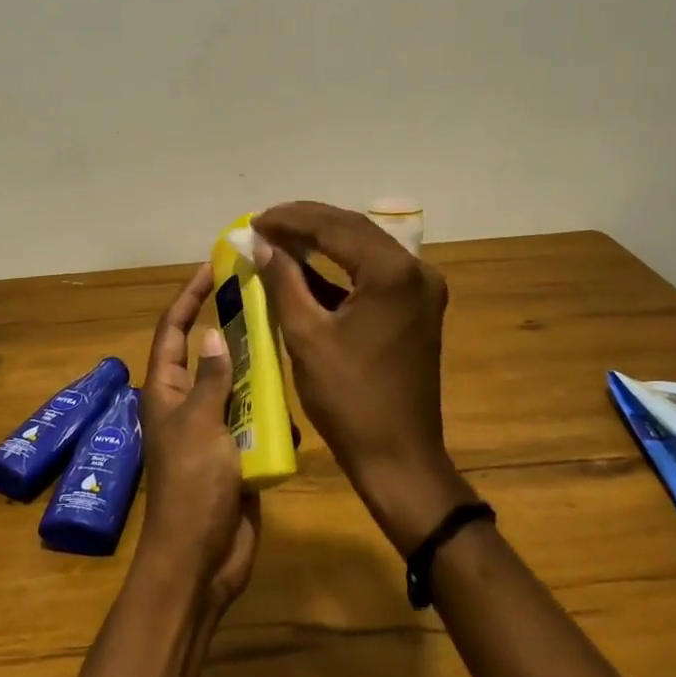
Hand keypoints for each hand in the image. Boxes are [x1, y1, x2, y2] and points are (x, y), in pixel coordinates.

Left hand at [136, 264, 260, 613]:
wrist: (201, 561)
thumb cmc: (192, 487)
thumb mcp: (200, 424)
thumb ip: (209, 378)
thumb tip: (211, 332)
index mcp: (166, 391)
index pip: (174, 330)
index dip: (189, 296)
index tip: (211, 267)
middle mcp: (188, 403)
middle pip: (208, 352)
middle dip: (232, 328)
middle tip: (265, 297)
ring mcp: (214, 428)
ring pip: (238, 384)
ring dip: (258, 370)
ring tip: (287, 341)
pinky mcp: (238, 453)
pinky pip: (256, 420)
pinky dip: (272, 412)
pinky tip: (292, 404)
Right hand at [251, 201, 472, 553]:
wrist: (399, 456)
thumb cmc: (349, 399)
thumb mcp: (305, 335)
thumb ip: (283, 280)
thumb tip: (260, 242)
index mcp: (392, 273)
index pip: (334, 228)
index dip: (290, 220)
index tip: (254, 221)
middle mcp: (415, 270)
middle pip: (353, 229)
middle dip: (306, 223)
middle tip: (263, 224)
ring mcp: (421, 288)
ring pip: (364, 247)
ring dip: (322, 240)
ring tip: (278, 237)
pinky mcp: (417, 306)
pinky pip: (374, 271)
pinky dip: (340, 266)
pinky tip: (307, 265)